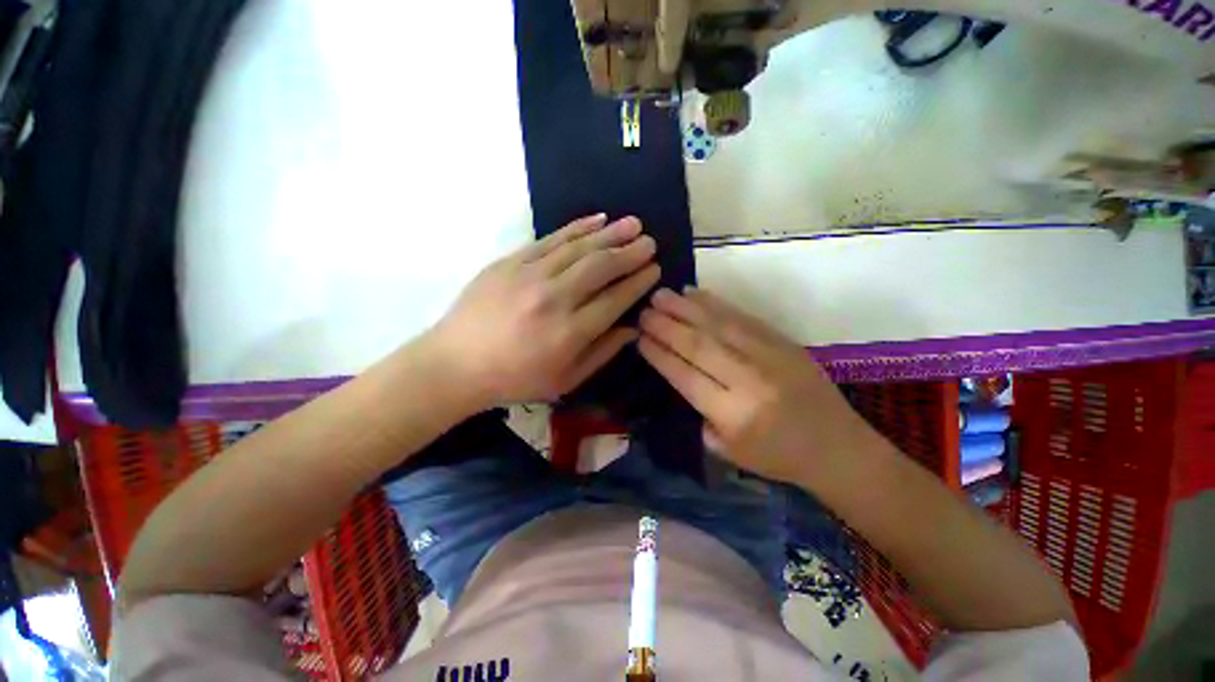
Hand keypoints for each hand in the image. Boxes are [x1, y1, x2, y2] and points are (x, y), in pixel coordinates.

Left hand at [427, 214, 659, 406]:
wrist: (456, 363)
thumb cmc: (515, 379)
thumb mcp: (565, 380)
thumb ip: (602, 353)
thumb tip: (632, 328)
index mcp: (570, 333)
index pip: (616, 299)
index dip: (638, 282)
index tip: (654, 269)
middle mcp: (554, 299)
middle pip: (601, 267)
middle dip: (630, 253)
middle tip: (650, 242)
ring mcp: (530, 275)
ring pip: (579, 248)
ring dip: (610, 234)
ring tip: (633, 224)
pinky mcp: (510, 261)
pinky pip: (551, 239)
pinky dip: (577, 227)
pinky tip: (597, 219)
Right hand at [638, 288, 876, 484]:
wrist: (837, 447)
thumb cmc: (777, 457)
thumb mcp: (728, 450)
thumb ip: (700, 413)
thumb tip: (681, 373)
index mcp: (733, 414)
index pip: (685, 376)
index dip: (659, 354)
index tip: (639, 338)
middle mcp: (748, 380)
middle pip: (698, 345)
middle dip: (666, 326)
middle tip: (643, 311)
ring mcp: (769, 355)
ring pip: (717, 325)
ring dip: (685, 308)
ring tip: (660, 295)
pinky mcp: (782, 341)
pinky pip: (742, 317)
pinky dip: (715, 303)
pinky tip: (695, 294)